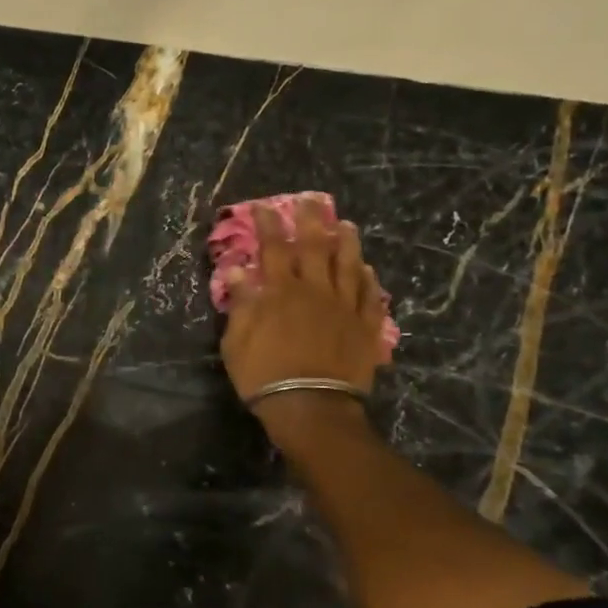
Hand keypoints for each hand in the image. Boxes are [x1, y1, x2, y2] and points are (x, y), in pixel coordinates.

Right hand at [220, 199, 387, 448]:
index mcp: (280, 292)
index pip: (273, 248)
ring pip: (348, 265)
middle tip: (311, 201)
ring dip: (346, 242)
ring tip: (346, 225)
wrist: (311, 406)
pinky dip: (368, 281)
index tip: (263, 207)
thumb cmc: (264, 375)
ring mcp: (344, 307)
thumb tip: (239, 270)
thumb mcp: (237, 341)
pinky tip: (368, 271)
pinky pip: (370, 297)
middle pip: (315, 247)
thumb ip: (241, 303)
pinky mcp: (365, 327)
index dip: (268, 225)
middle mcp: (314, 290)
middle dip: (311, 220)